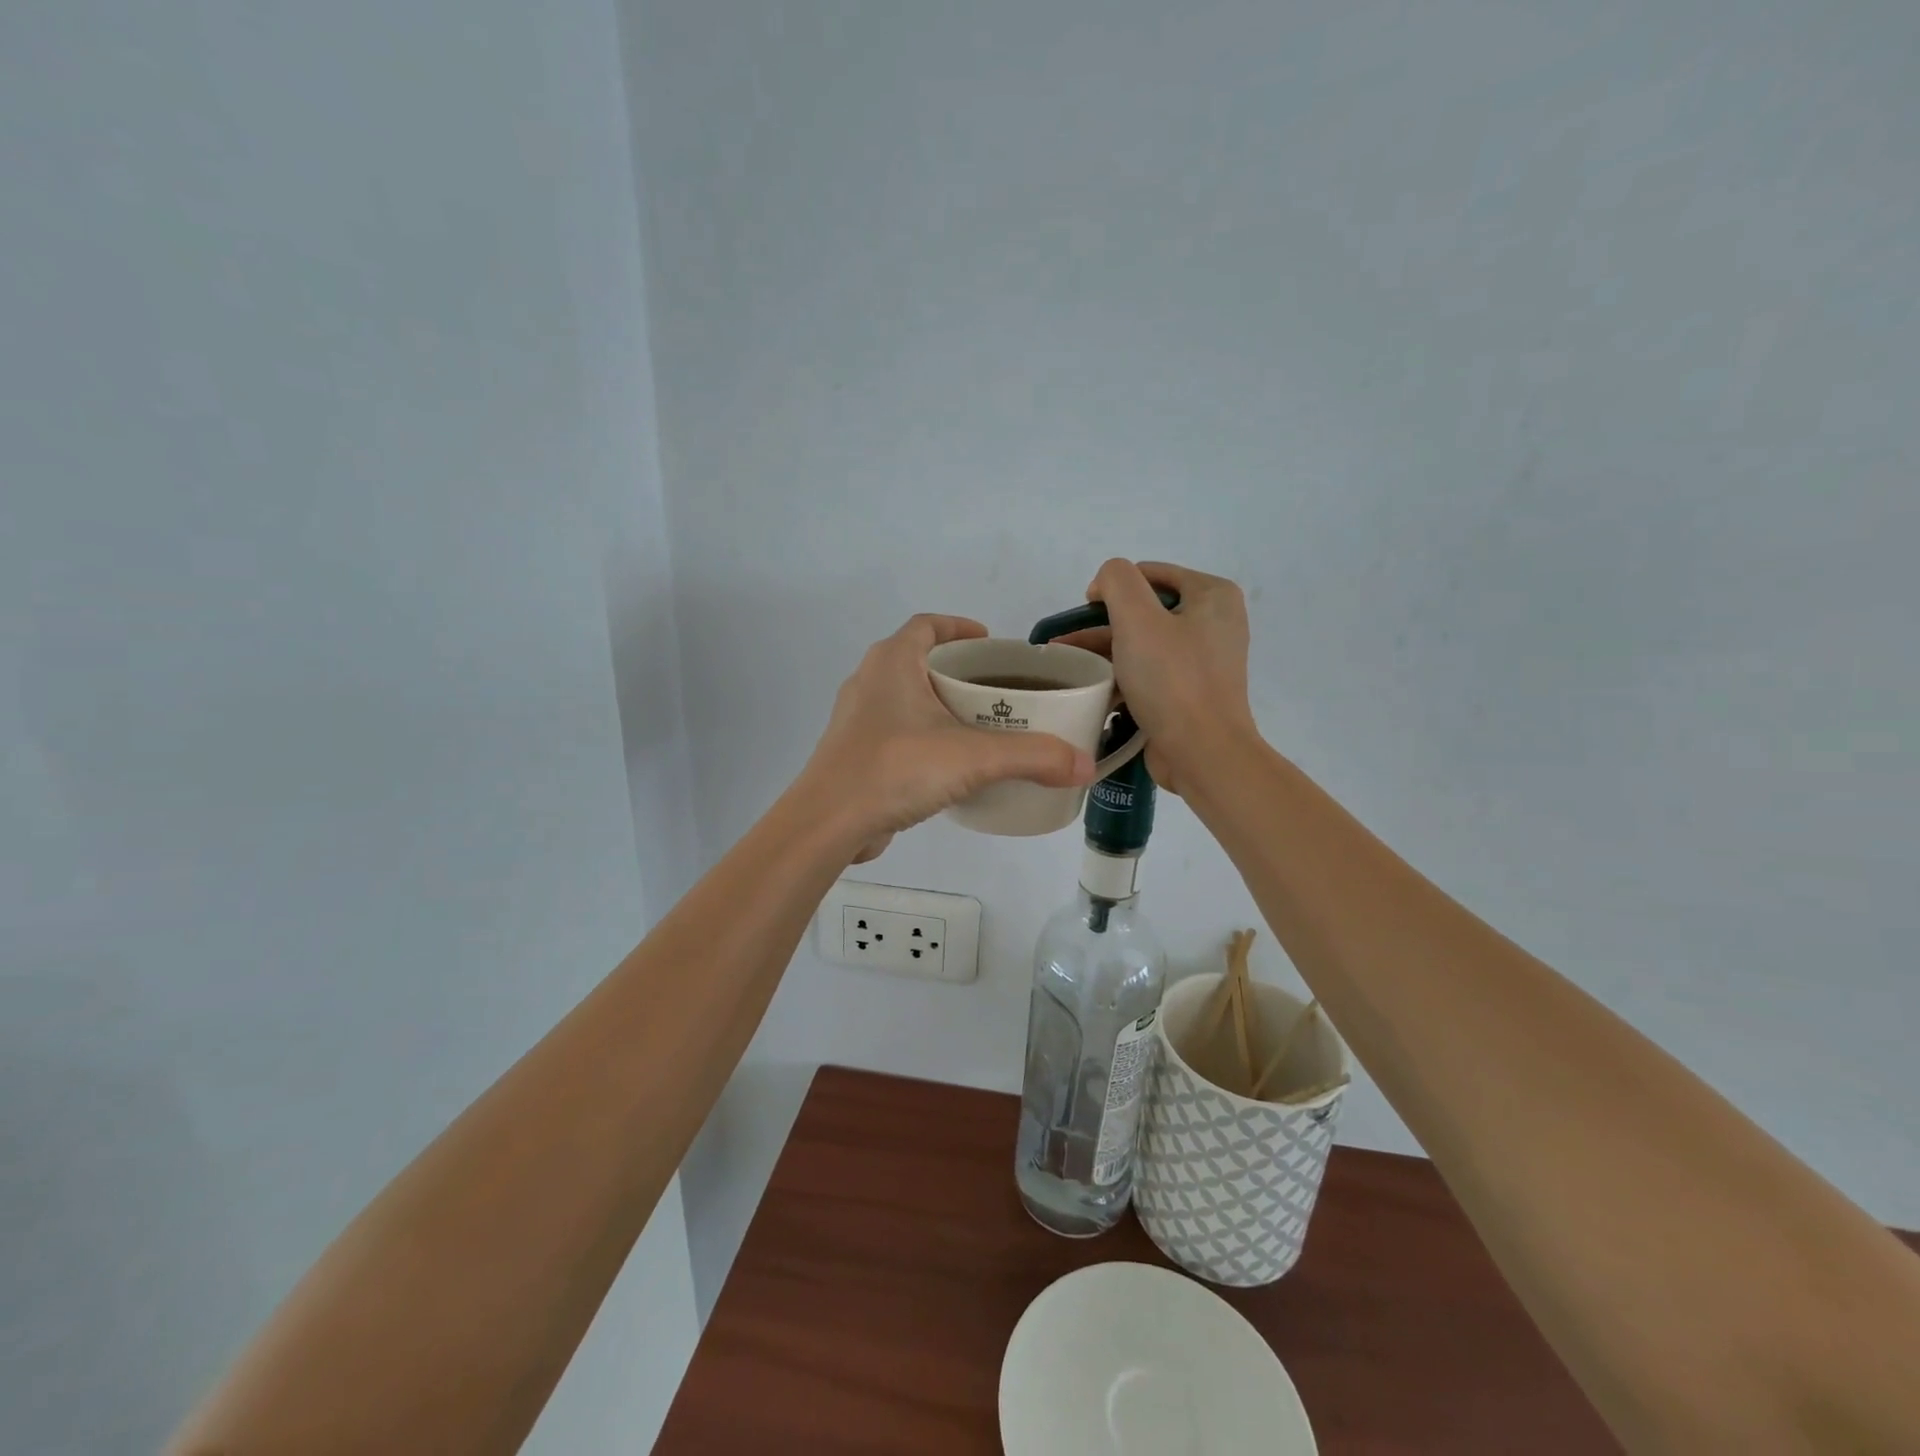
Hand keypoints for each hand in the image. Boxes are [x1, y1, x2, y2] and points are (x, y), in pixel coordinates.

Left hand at [798, 615, 1095, 862]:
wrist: (828, 823)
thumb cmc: (895, 769)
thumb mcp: (972, 758)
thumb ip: (1032, 757)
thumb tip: (1085, 766)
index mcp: (891, 662)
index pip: (927, 625)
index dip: (959, 627)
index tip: (991, 642)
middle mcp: (869, 682)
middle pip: (917, 660)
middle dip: (957, 669)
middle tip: (997, 689)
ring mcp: (857, 719)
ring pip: (905, 698)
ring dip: (939, 704)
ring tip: (979, 724)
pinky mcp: (854, 753)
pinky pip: (896, 731)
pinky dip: (924, 735)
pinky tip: (949, 763)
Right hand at [1063, 560, 1257, 795]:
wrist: (1202, 753)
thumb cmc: (1172, 680)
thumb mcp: (1137, 618)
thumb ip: (1117, 581)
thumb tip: (1105, 583)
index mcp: (1212, 596)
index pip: (1151, 574)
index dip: (1112, 587)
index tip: (1083, 612)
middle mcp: (1214, 623)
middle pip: (1146, 610)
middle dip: (1102, 625)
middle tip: (1066, 643)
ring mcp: (1204, 660)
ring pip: (1144, 644)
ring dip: (1106, 652)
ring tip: (1068, 666)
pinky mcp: (1191, 692)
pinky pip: (1150, 673)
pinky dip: (1122, 676)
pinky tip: (1092, 689)